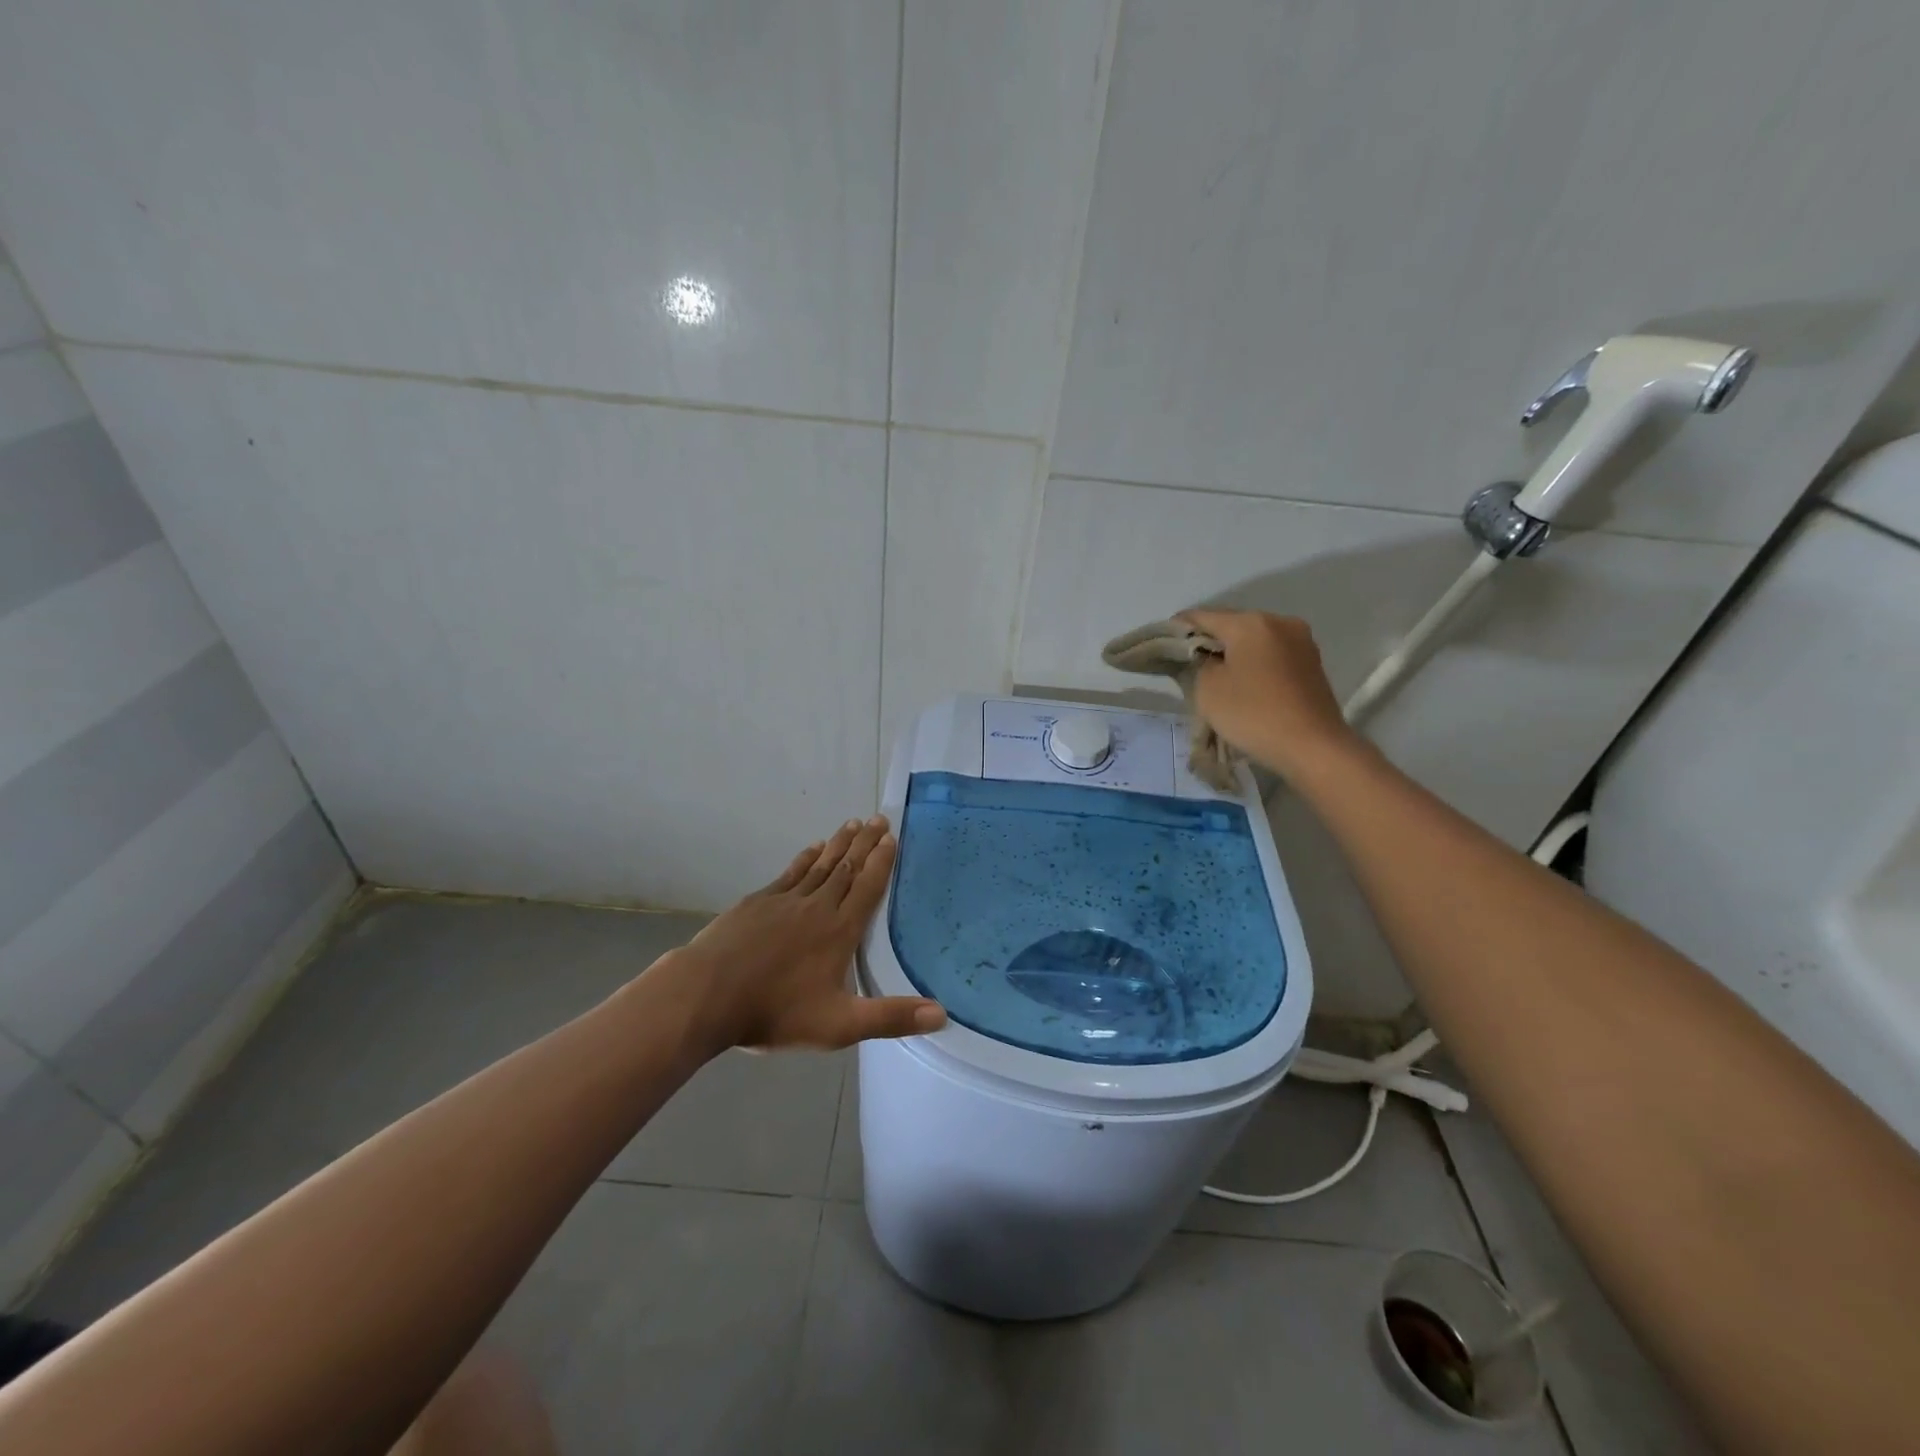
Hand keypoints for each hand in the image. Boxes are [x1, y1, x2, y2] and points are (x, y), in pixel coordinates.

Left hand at [662, 815, 945, 1052]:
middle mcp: (817, 907)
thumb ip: (890, 1017)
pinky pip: (790, 872)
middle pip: (847, 868)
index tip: (893, 837)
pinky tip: (812, 848)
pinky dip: (805, 857)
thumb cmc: (776, 1011)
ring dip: (839, 844)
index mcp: (840, 931)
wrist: (707, 994)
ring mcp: (785, 901)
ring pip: (820, 865)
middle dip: (865, 843)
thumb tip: (943, 1014)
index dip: (882, 862)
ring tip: (852, 824)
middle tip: (879, 818)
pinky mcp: (758, 902)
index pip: (868, 888)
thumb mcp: (840, 1025)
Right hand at [1178, 609, 1359, 779]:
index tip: (1161, 646)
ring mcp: (1300, 641)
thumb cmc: (1253, 714)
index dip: (1177, 629)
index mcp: (1250, 622)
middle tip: (1187, 664)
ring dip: (1232, 653)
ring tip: (1215, 677)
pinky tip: (1243, 684)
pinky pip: (1271, 655)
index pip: (1202, 616)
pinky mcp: (1311, 663)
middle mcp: (1279, 622)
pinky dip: (1253, 664)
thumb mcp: (1208, 689)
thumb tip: (1202, 656)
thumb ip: (1197, 663)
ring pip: (1253, 640)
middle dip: (1208, 641)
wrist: (1314, 747)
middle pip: (1231, 625)